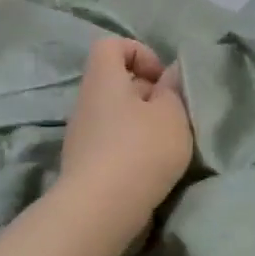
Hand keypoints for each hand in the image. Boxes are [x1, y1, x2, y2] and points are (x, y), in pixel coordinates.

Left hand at [60, 38, 192, 225]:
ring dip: (141, 125)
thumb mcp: (172, 114)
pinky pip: (111, 143)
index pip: (111, 45)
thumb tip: (169, 76)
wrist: (101, 210)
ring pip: (116, 115)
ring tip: (166, 145)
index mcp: (103, 79)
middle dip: (147, 93)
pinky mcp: (84, 165)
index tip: (162, 79)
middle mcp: (86, 102)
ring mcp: (81, 135)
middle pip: (116, 83)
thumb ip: (173, 90)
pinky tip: (150, 169)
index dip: (139, 52)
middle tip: (172, 115)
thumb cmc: (141, 149)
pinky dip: (131, 149)